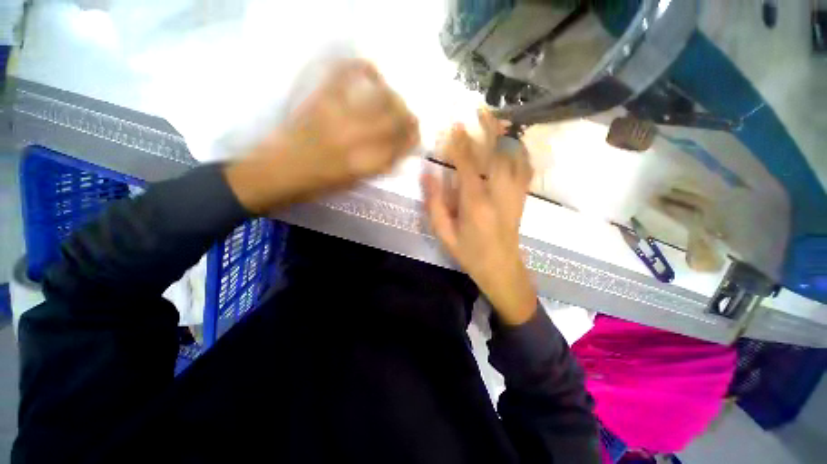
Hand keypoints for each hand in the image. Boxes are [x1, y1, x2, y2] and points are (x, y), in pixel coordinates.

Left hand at [226, 59, 419, 213]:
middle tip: (410, 116)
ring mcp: (339, 116)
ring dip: (394, 96)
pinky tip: (371, 71)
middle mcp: (358, 140)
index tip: (416, 135)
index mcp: (366, 165)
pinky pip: (345, 75)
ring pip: (380, 97)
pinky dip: (362, 68)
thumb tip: (397, 151)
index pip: (402, 146)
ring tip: (394, 98)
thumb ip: (378, 166)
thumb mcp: (354, 183)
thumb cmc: (317, 186)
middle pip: (397, 118)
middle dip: (409, 116)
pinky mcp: (320, 100)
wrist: (276, 173)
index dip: (414, 138)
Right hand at [422, 110, 536, 325]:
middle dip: (487, 130)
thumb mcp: (444, 234)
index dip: (460, 143)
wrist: (501, 269)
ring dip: (505, 136)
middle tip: (479, 110)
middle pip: (495, 155)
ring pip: (513, 158)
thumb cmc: (469, 253)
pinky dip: (521, 152)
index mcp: (475, 204)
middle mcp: (498, 194)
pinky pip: (526, 169)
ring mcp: (514, 195)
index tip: (453, 125)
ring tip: (497, 120)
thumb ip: (435, 204)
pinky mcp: (521, 198)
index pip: (467, 165)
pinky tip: (515, 143)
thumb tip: (428, 174)